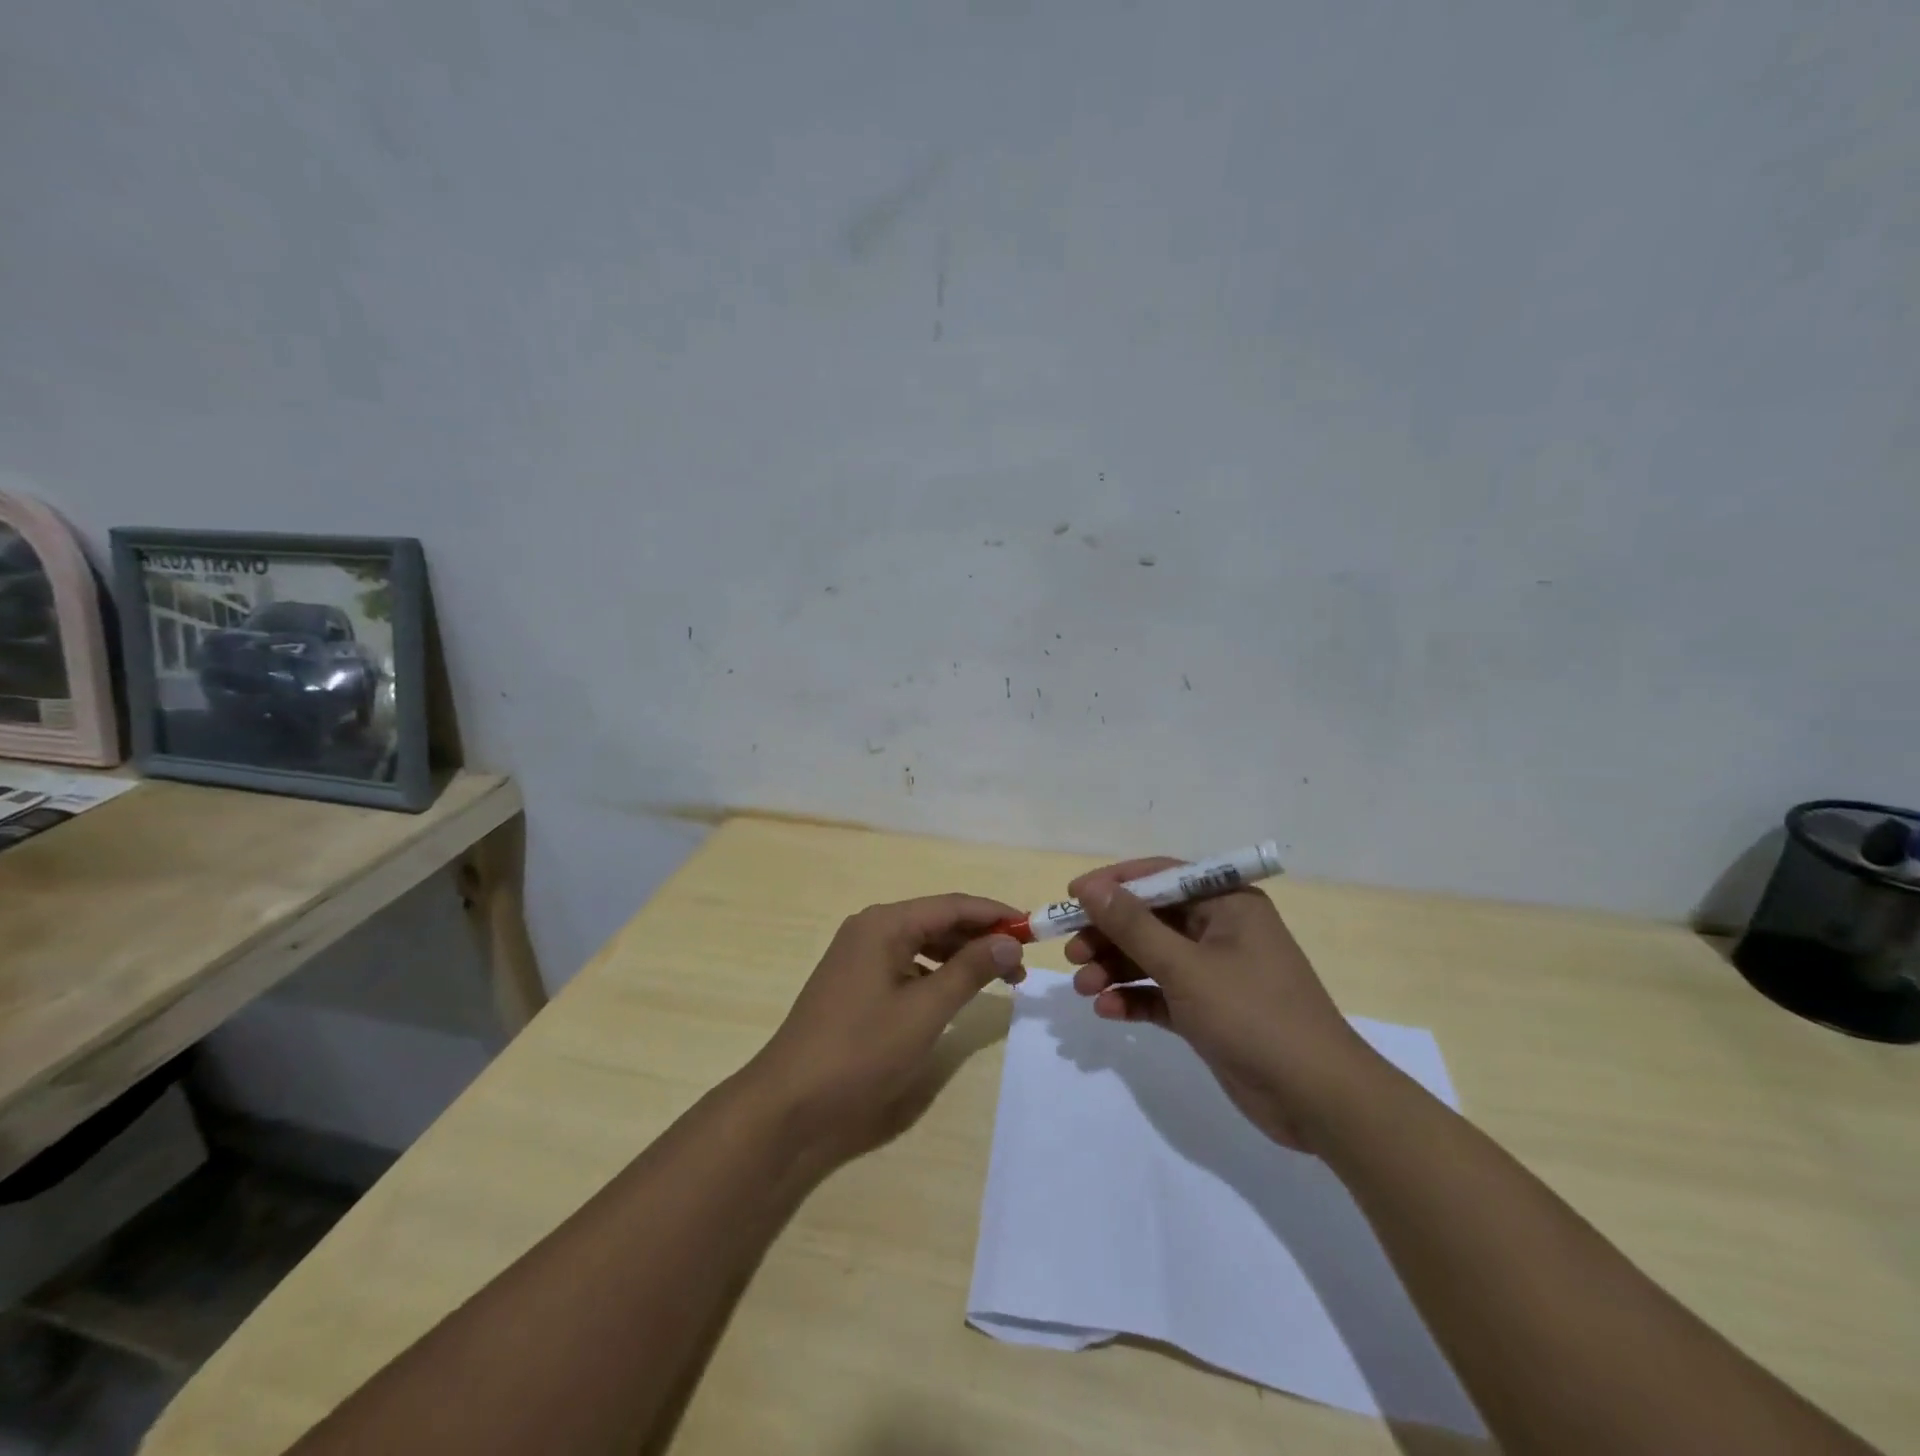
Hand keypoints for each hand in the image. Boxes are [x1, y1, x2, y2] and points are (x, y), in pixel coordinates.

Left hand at [744, 893, 1024, 1164]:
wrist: (790, 1101)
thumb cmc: (861, 1050)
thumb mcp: (925, 1011)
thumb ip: (969, 971)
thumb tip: (1009, 942)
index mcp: (885, 924)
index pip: (952, 905)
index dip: (995, 915)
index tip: (1033, 929)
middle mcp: (870, 928)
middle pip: (937, 920)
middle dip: (981, 937)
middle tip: (1020, 963)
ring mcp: (858, 954)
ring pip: (922, 942)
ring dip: (960, 955)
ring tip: (998, 977)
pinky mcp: (854, 980)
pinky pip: (905, 962)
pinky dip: (935, 971)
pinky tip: (953, 991)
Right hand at [1065, 858, 1383, 1150]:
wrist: (1318, 1100)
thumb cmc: (1254, 1015)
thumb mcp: (1185, 967)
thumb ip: (1133, 926)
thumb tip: (1090, 887)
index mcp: (1227, 903)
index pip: (1160, 876)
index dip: (1113, 884)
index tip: (1071, 897)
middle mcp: (1220, 930)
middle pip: (1151, 918)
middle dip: (1109, 934)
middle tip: (1070, 952)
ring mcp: (1215, 972)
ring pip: (1151, 957)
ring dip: (1115, 968)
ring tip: (1083, 987)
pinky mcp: (1209, 1010)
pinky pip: (1161, 993)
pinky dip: (1134, 998)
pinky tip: (1107, 1011)